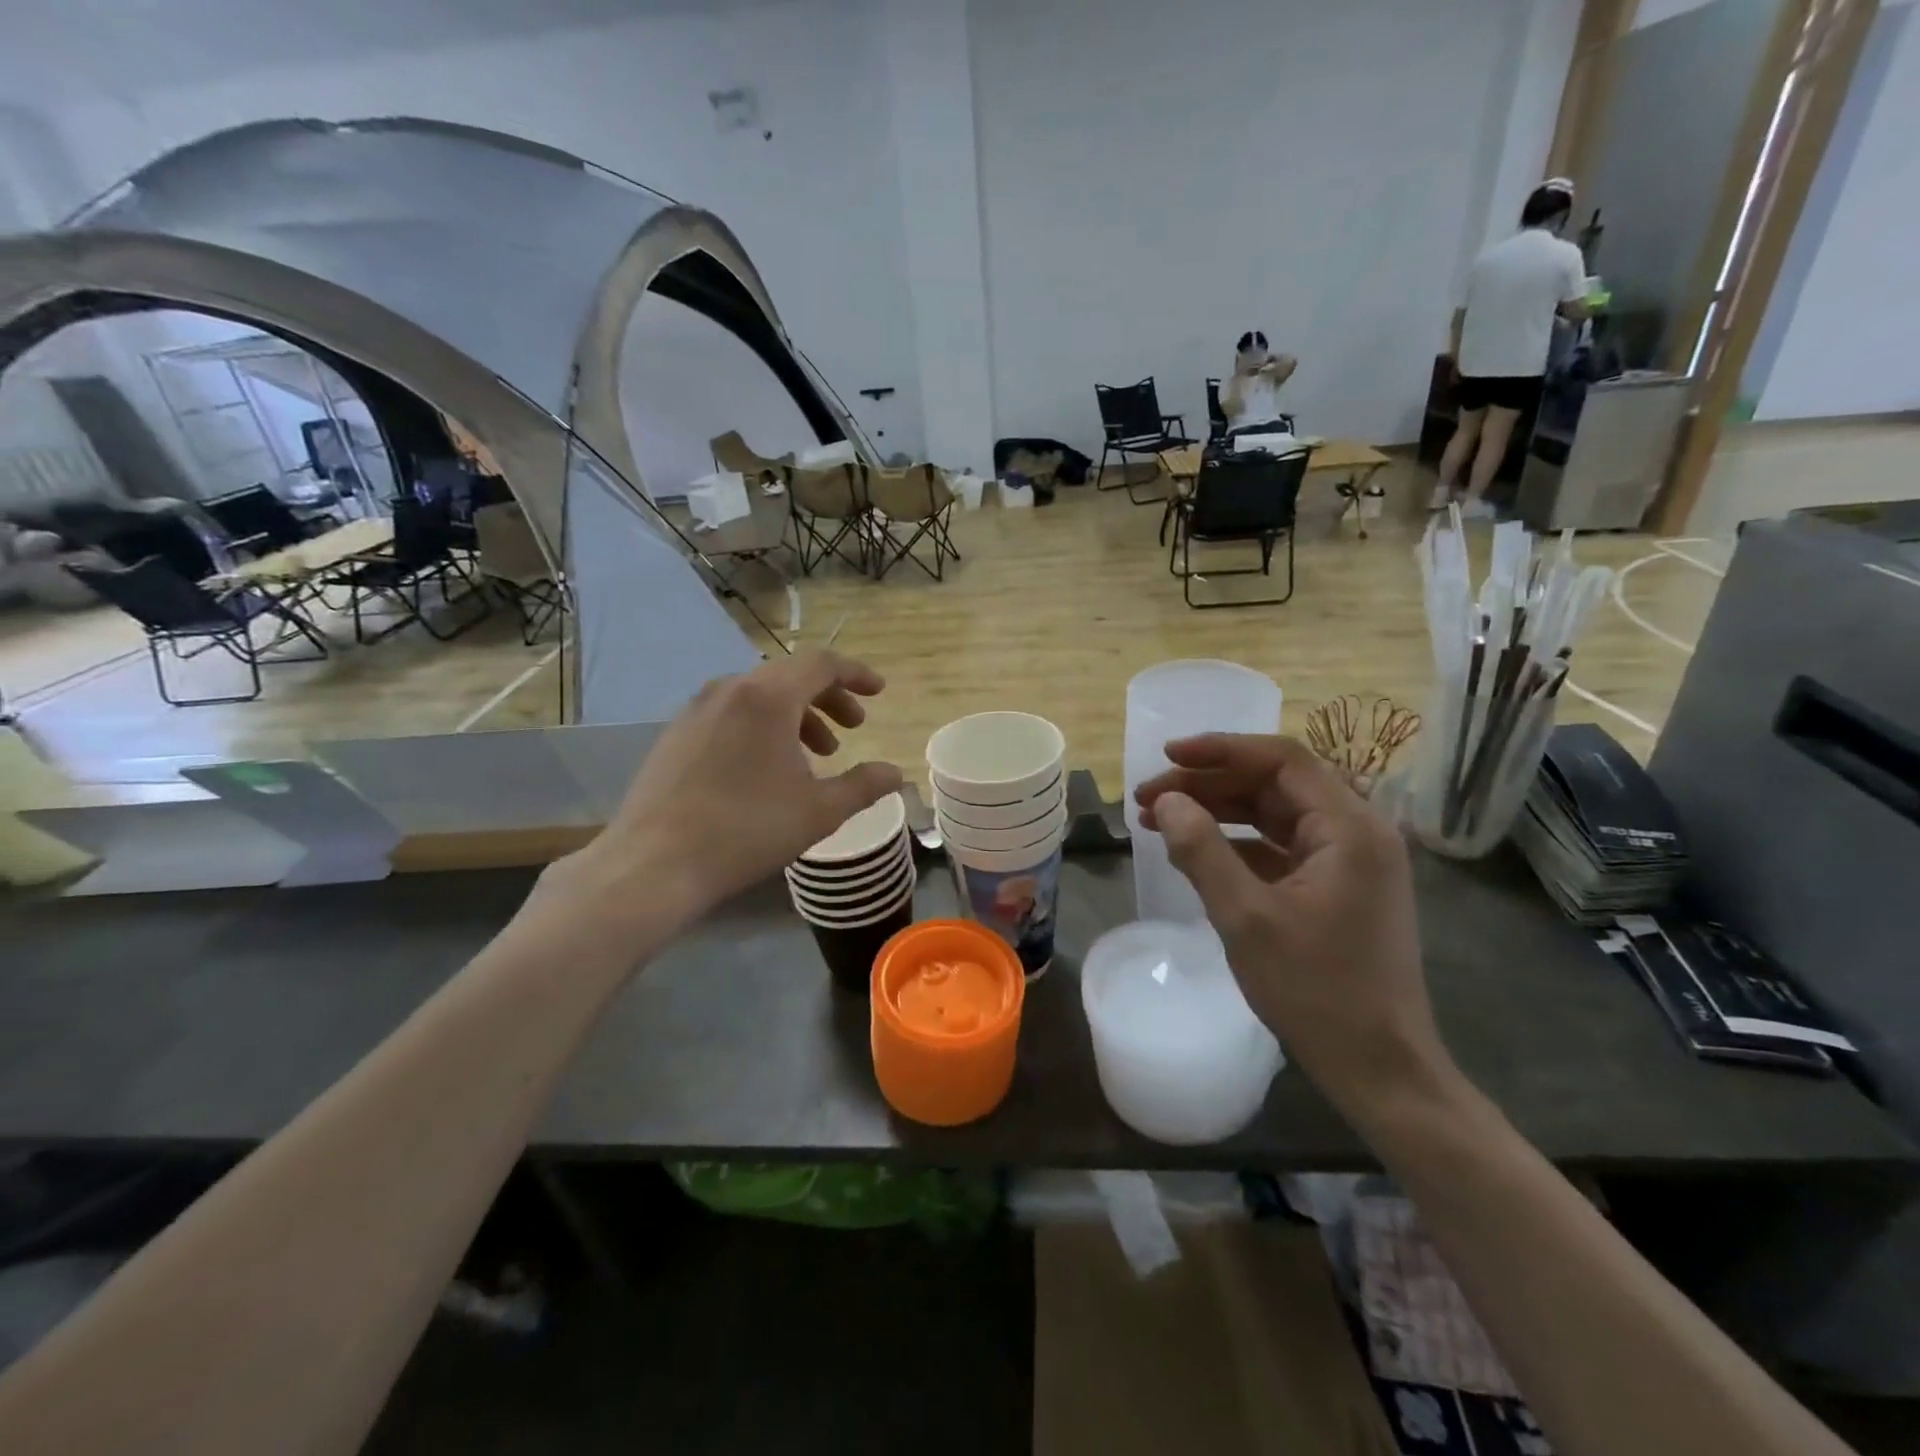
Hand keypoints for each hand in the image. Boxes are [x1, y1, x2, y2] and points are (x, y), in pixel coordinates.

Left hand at [559, 651, 902, 924]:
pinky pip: (732, 714)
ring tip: (816, 755)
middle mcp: (729, 690)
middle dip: (829, 699)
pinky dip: (763, 727)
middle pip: (790, 676)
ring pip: (759, 696)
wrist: (654, 864)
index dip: (856, 675)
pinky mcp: (675, 735)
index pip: (821, 665)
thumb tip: (895, 773)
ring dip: (797, 716)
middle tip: (853, 728)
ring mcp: (696, 710)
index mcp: (767, 697)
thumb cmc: (747, 831)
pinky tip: (768, 768)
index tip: (879, 692)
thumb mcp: (820, 811)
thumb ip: (864, 786)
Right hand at [1135, 735, 1450, 1118]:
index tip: (1167, 756)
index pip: (1282, 759)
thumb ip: (1201, 851)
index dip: (1220, 750)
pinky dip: (1237, 843)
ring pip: (1275, 815)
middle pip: (1275, 784)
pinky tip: (1195, 853)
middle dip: (1209, 785)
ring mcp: (1350, 861)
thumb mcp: (1246, 918)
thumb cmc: (1316, 991)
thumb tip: (1166, 802)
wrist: (1380, 1068)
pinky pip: (1281, 847)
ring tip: (1159, 820)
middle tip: (1149, 797)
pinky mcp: (1338, 887)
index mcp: (1350, 828)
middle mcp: (1357, 832)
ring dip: (1218, 812)